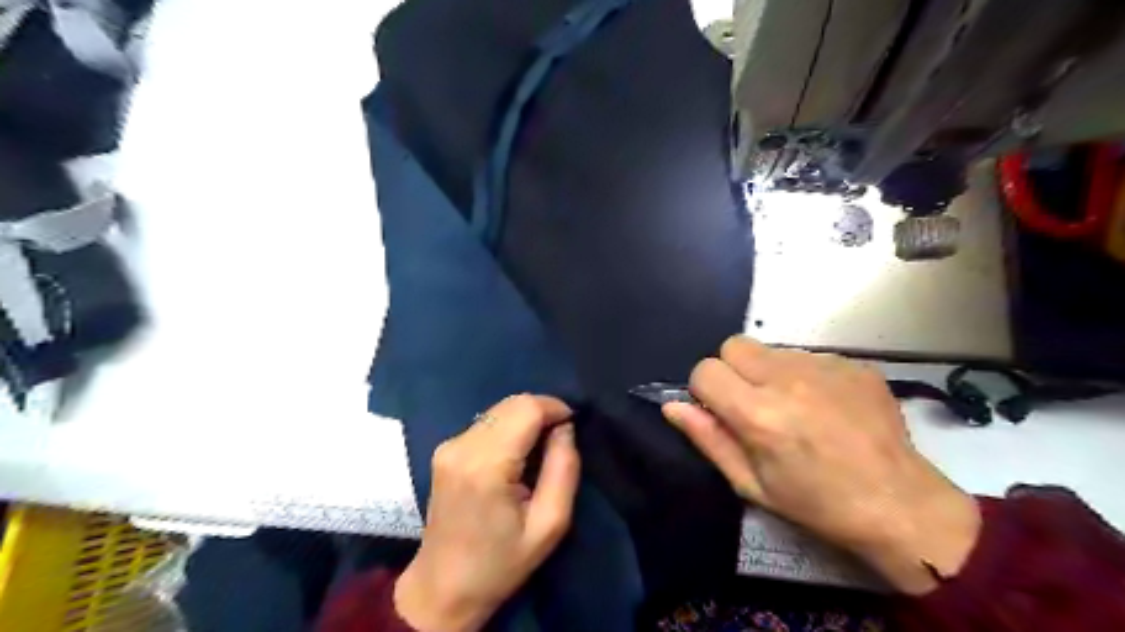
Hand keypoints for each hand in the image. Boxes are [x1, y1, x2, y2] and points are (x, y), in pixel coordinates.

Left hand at [393, 395, 578, 625]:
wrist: (443, 587)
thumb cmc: (501, 563)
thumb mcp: (550, 524)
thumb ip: (564, 468)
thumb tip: (565, 428)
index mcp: (486, 466)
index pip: (526, 408)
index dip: (555, 408)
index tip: (571, 428)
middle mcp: (462, 446)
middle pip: (512, 403)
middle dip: (542, 412)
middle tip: (558, 442)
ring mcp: (449, 446)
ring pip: (500, 409)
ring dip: (525, 420)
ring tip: (538, 451)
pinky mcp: (445, 449)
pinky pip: (487, 422)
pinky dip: (509, 428)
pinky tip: (515, 456)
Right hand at [667, 336, 985, 590]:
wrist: (900, 504)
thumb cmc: (817, 503)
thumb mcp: (751, 484)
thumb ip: (708, 438)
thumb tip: (673, 406)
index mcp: (758, 413)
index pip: (705, 370)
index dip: (705, 391)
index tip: (721, 412)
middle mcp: (787, 379)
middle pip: (733, 345)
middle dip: (732, 371)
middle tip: (753, 404)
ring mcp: (824, 366)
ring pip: (770, 349)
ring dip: (768, 372)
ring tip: (794, 407)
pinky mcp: (853, 363)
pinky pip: (807, 356)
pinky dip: (804, 375)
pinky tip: (825, 406)